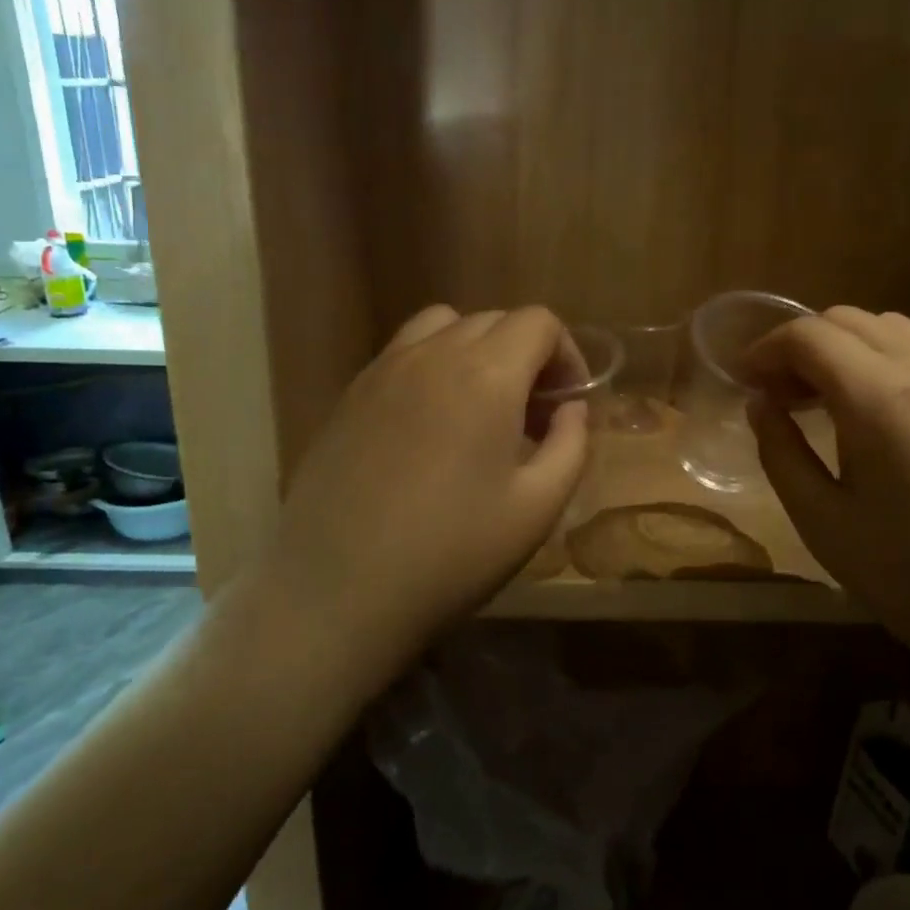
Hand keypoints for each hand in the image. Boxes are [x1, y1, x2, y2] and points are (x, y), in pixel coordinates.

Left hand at [256, 305, 588, 676]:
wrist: (338, 589)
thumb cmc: (451, 554)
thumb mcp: (537, 509)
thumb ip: (571, 446)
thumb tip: (572, 409)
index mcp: (486, 375)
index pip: (538, 322)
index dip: (567, 355)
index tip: (568, 404)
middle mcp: (432, 354)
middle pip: (493, 320)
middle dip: (526, 355)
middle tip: (532, 416)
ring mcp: (382, 370)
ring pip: (442, 326)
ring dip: (475, 351)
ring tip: (480, 407)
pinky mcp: (349, 394)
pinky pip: (402, 354)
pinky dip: (431, 366)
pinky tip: (429, 425)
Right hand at [743, 307, 909, 692]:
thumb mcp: (824, 523)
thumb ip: (781, 453)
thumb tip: (760, 404)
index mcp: (879, 400)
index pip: (808, 335)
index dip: (764, 349)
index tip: (742, 381)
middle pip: (847, 320)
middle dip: (799, 344)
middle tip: (775, 393)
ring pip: (890, 328)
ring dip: (842, 347)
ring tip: (820, 399)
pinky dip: (881, 359)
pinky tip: (873, 412)